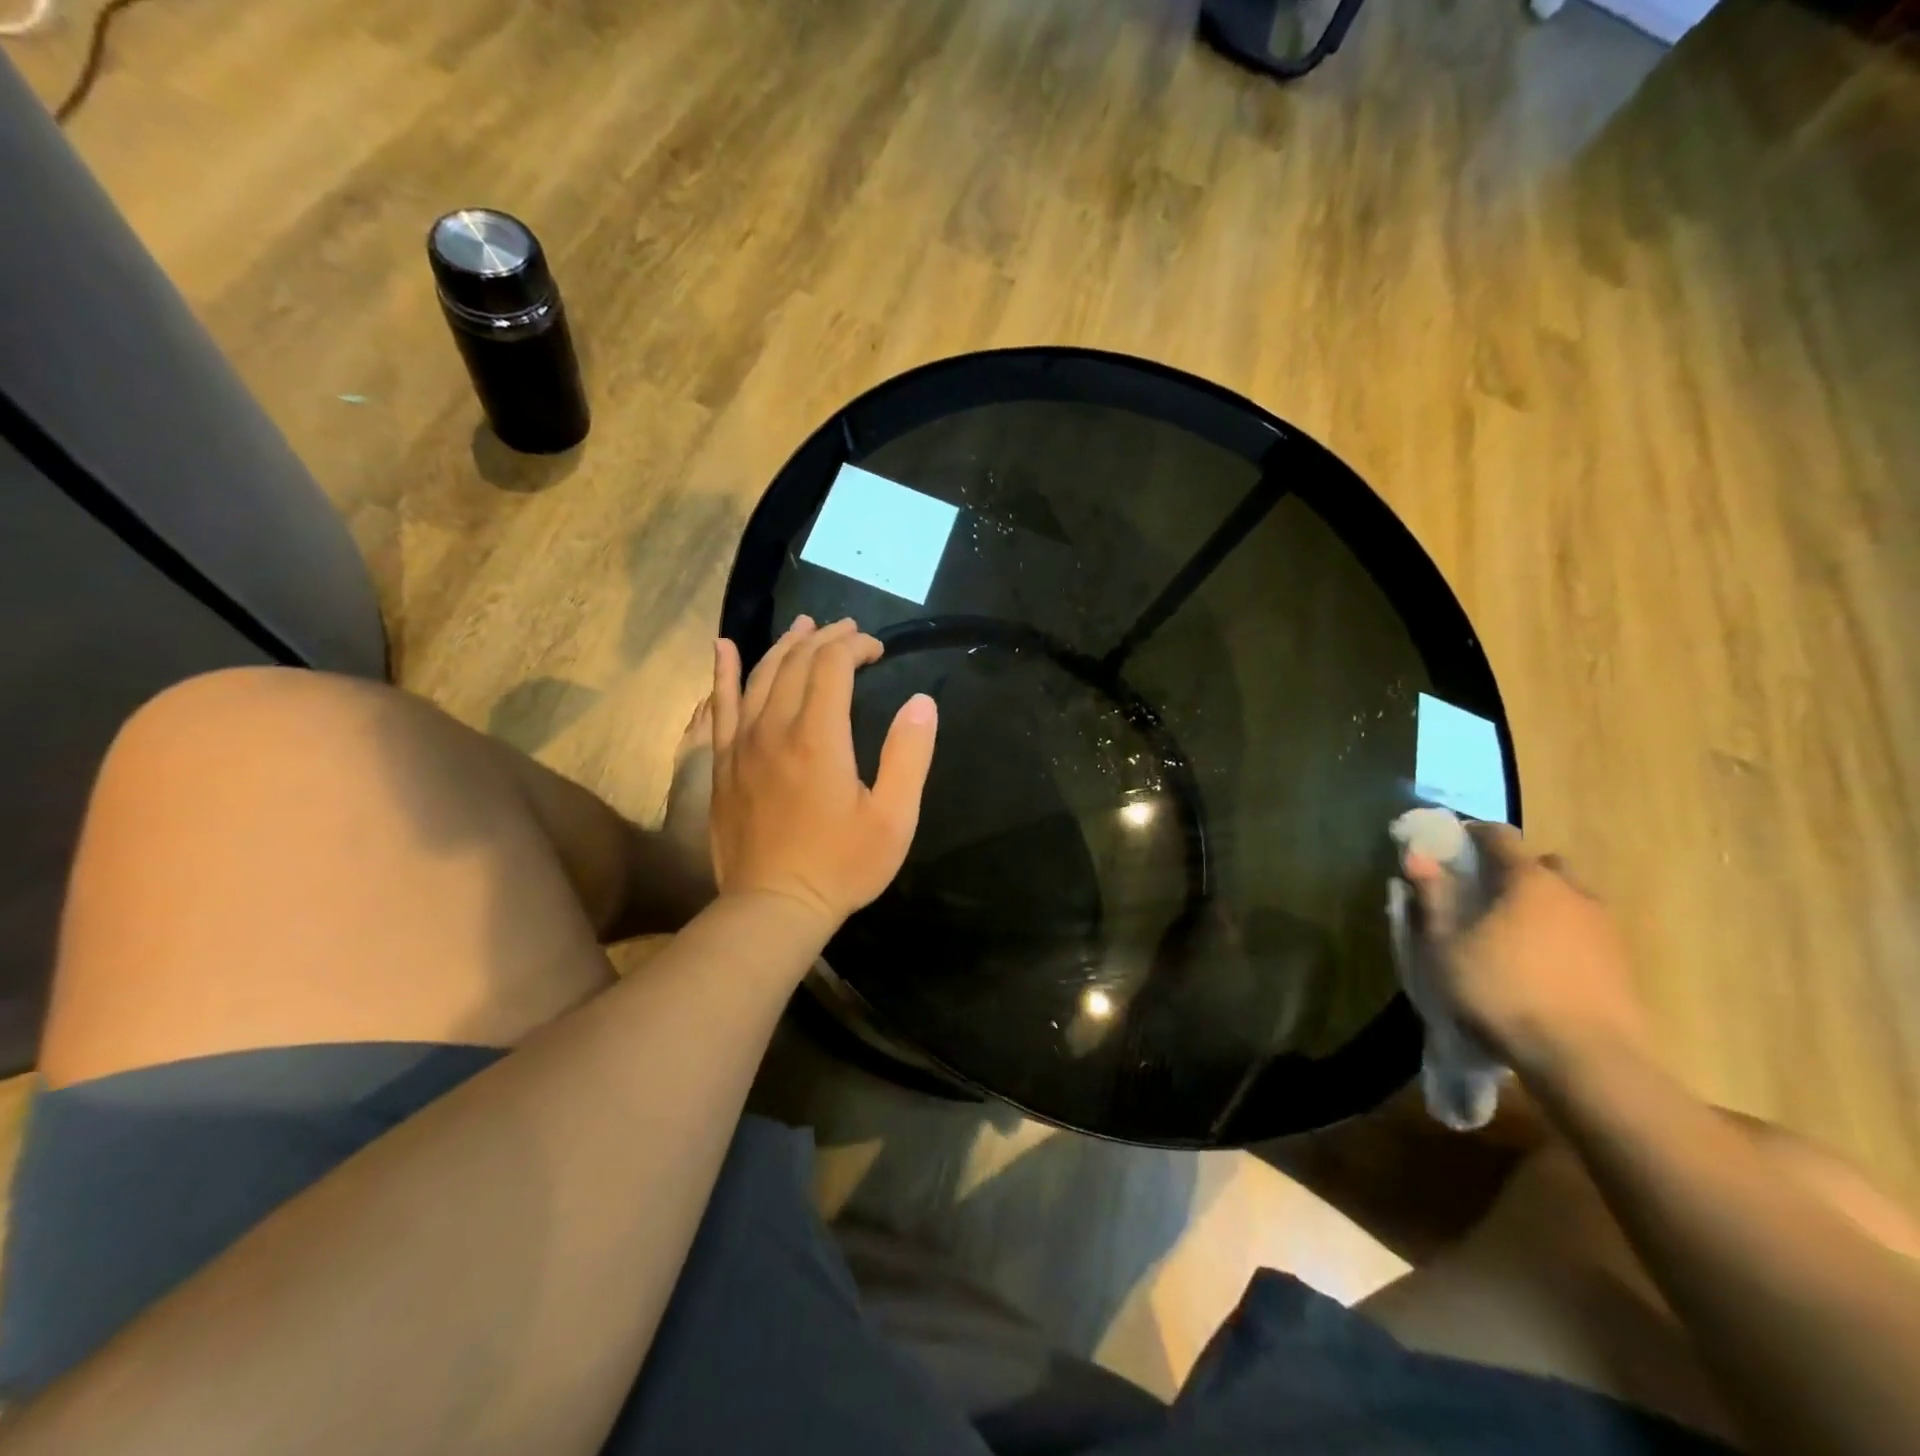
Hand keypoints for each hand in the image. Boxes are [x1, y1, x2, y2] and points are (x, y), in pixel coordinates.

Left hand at [709, 616, 936, 931]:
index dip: (856, 647)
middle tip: (849, 631)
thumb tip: (922, 702)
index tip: (878, 650)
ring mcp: (742, 744)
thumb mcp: (894, 818)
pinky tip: (723, 647)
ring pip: (759, 676)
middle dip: (826, 639)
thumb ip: (909, 756)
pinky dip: (723, 672)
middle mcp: (775, 728)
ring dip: (785, 646)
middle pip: (796, 663)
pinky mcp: (722, 763)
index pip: (833, 666)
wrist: (774, 907)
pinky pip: (720, 706)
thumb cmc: (841, 865)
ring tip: (804, 627)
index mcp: (819, 738)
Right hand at [1405, 826, 1651, 1085]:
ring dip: (1542, 904)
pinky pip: (1585, 932)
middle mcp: (1573, 893)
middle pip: (1543, 865)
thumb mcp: (1446, 945)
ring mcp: (1605, 930)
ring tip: (1512, 932)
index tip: (1453, 843)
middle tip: (1485, 892)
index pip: (1501, 837)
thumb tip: (1416, 855)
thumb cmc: (1501, 991)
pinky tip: (1540, 963)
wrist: (1585, 1059)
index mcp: (1529, 881)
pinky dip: (1561, 934)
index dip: (1474, 834)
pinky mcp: (1622, 965)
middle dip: (1515, 870)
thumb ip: (1433, 896)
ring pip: (1569, 899)